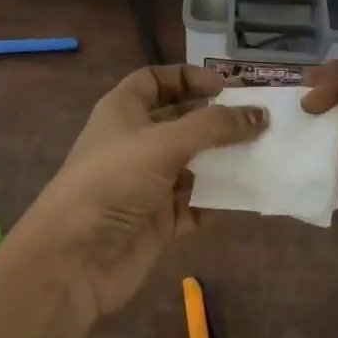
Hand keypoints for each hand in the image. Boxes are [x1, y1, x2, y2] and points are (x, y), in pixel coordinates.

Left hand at [8, 65, 265, 324]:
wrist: (74, 260)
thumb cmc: (113, 181)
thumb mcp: (164, 143)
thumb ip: (214, 127)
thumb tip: (260, 115)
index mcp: (123, 110)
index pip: (156, 80)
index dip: (188, 77)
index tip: (224, 86)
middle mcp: (135, 142)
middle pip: (180, 121)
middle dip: (215, 120)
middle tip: (257, 119)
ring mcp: (147, 183)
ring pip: (192, 163)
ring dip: (223, 159)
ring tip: (263, 153)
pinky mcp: (158, 221)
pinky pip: (196, 204)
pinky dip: (218, 200)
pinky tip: (247, 195)